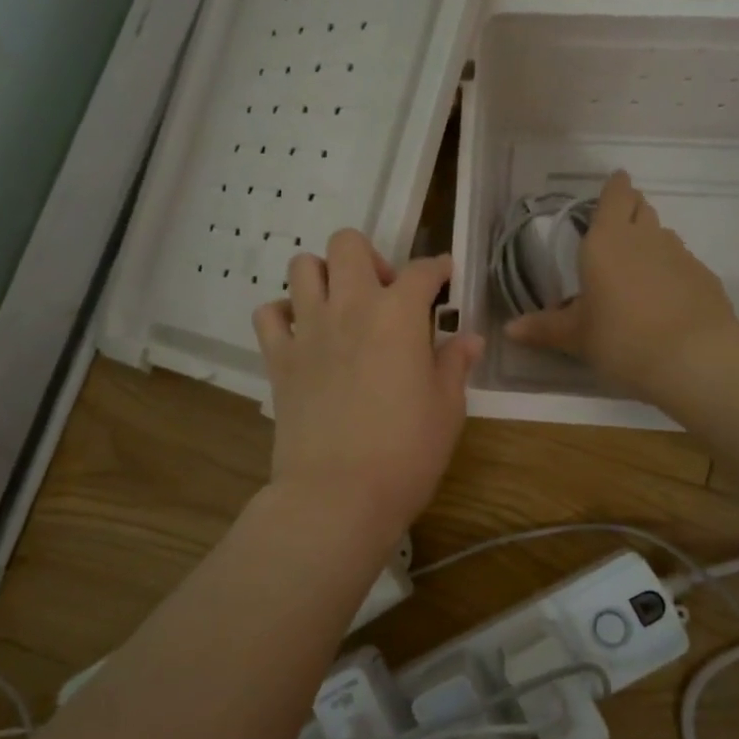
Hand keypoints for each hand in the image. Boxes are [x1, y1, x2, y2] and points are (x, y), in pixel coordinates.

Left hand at [253, 230, 483, 543]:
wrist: (338, 494)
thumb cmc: (406, 453)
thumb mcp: (447, 409)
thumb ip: (455, 364)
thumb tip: (469, 338)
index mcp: (398, 314)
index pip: (423, 271)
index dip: (438, 269)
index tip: (445, 277)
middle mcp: (350, 307)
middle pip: (348, 244)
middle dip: (370, 258)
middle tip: (384, 295)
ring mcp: (307, 329)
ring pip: (302, 266)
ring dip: (324, 275)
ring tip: (341, 306)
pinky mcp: (278, 358)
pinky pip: (268, 313)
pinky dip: (283, 313)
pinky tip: (302, 333)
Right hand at [503, 171, 738, 399]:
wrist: (694, 359)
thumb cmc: (621, 339)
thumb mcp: (577, 337)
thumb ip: (545, 329)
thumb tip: (510, 330)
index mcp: (606, 241)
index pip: (615, 195)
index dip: (614, 187)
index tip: (613, 184)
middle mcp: (644, 237)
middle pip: (640, 207)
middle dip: (630, 209)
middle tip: (617, 226)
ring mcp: (679, 254)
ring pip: (662, 234)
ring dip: (649, 241)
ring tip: (636, 266)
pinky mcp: (704, 276)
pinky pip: (681, 262)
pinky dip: (670, 270)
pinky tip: (664, 296)